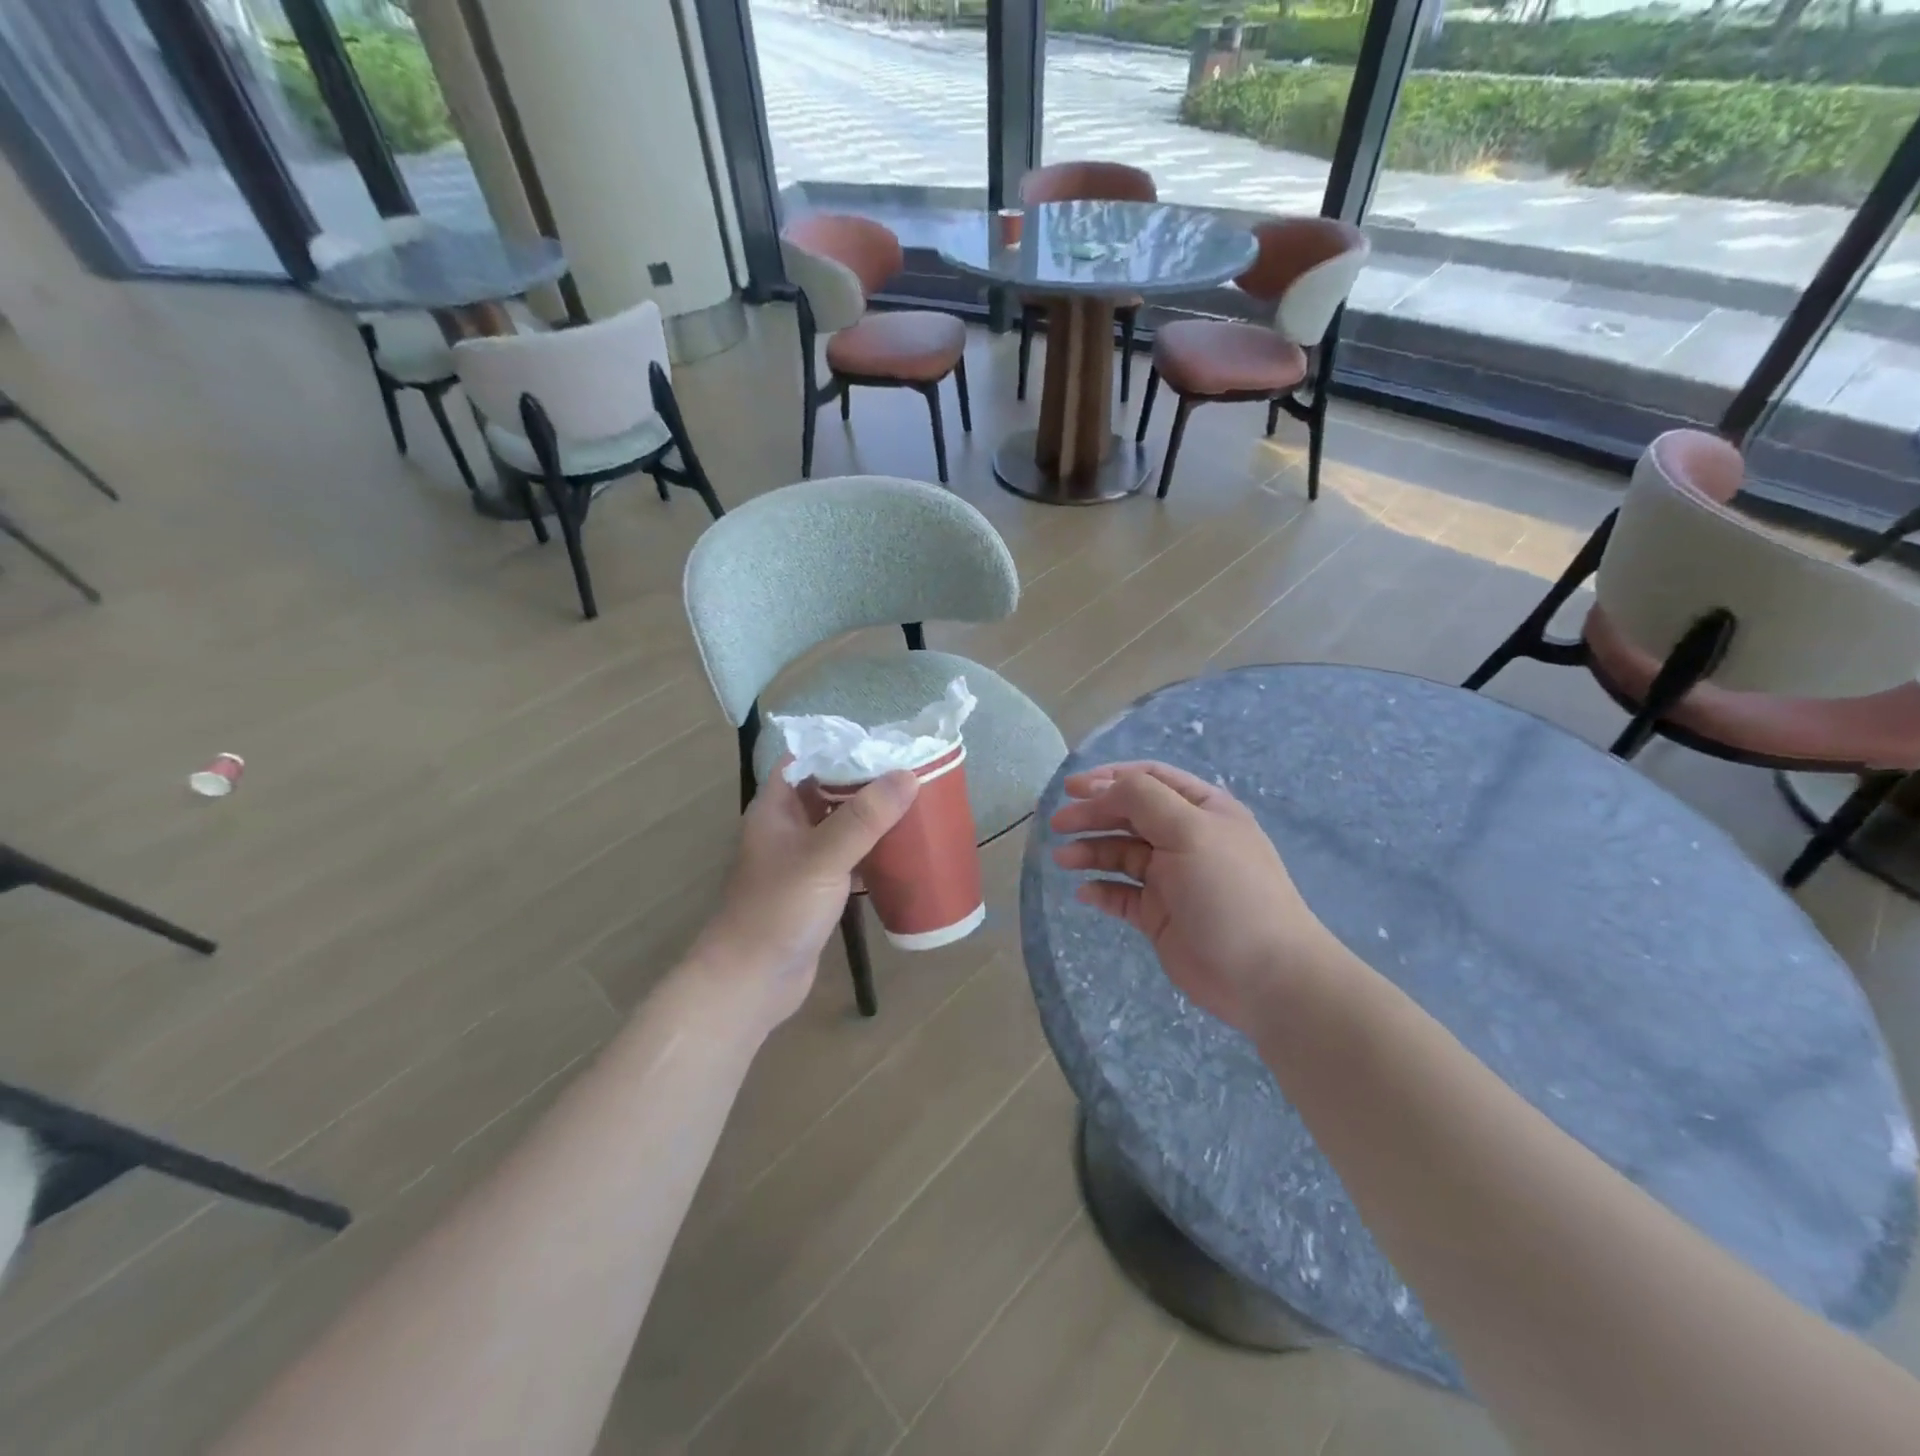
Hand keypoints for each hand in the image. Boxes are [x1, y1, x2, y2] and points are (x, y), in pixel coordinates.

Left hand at [689, 764, 918, 1035]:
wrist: (751, 982)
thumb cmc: (777, 911)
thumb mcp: (822, 858)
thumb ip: (863, 818)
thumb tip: (907, 775)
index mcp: (776, 807)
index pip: (808, 759)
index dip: (843, 746)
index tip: (886, 740)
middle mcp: (787, 827)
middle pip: (829, 790)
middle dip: (867, 780)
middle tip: (914, 769)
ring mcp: (802, 859)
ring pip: (842, 824)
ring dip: (873, 815)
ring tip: (917, 801)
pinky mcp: (817, 889)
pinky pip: (849, 856)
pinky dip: (873, 848)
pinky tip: (904, 847)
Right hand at [1049, 760, 1333, 1033]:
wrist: (1263, 976)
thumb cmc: (1228, 891)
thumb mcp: (1189, 830)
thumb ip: (1143, 798)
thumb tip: (1102, 789)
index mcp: (1202, 810)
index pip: (1149, 779)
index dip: (1109, 779)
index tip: (1071, 789)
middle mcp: (1186, 838)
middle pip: (1129, 815)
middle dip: (1093, 815)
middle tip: (1058, 825)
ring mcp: (1172, 878)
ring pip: (1120, 854)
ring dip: (1090, 851)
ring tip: (1062, 860)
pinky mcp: (1159, 915)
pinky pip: (1121, 894)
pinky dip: (1100, 890)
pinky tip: (1085, 893)